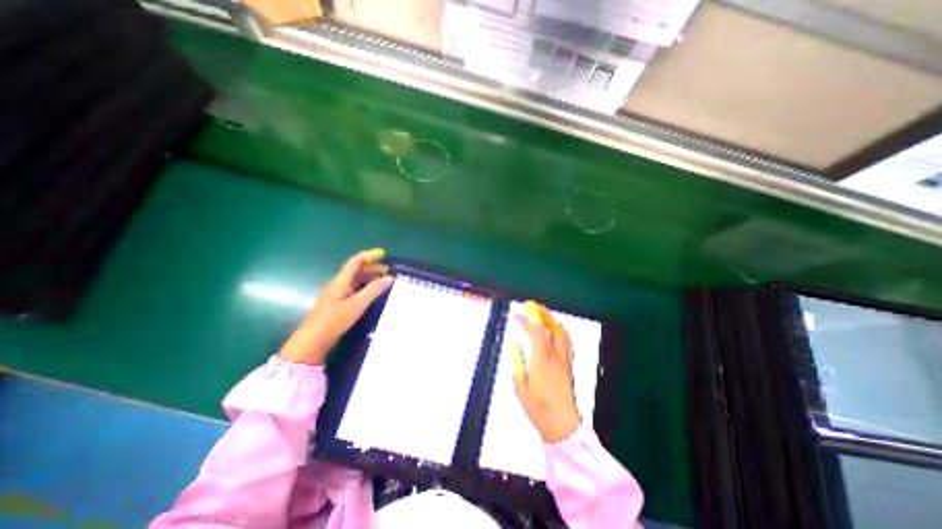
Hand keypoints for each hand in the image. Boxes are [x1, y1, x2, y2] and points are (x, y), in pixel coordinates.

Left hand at [280, 248, 395, 363]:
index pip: (355, 262)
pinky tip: (370, 295)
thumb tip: (390, 277)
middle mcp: (337, 284)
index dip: (369, 256)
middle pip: (355, 270)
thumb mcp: (358, 304)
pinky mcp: (335, 304)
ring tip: (382, 282)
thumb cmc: (335, 319)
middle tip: (387, 271)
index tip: (382, 253)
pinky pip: (352, 289)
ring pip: (354, 280)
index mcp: (341, 280)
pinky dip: (363, 288)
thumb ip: (374, 289)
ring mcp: (335, 294)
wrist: (313, 340)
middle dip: (371, 268)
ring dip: (368, 278)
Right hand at [512, 301, 577, 441]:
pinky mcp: (569, 366)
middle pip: (551, 329)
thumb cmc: (538, 408)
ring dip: (552, 320)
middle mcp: (555, 358)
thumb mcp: (520, 387)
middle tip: (532, 307)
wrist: (562, 426)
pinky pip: (567, 342)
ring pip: (562, 334)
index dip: (529, 320)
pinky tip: (555, 330)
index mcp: (541, 362)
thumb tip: (514, 343)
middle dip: (541, 314)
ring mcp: (565, 361)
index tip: (519, 312)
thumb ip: (517, 362)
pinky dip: (560, 331)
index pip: (537, 333)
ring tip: (543, 314)